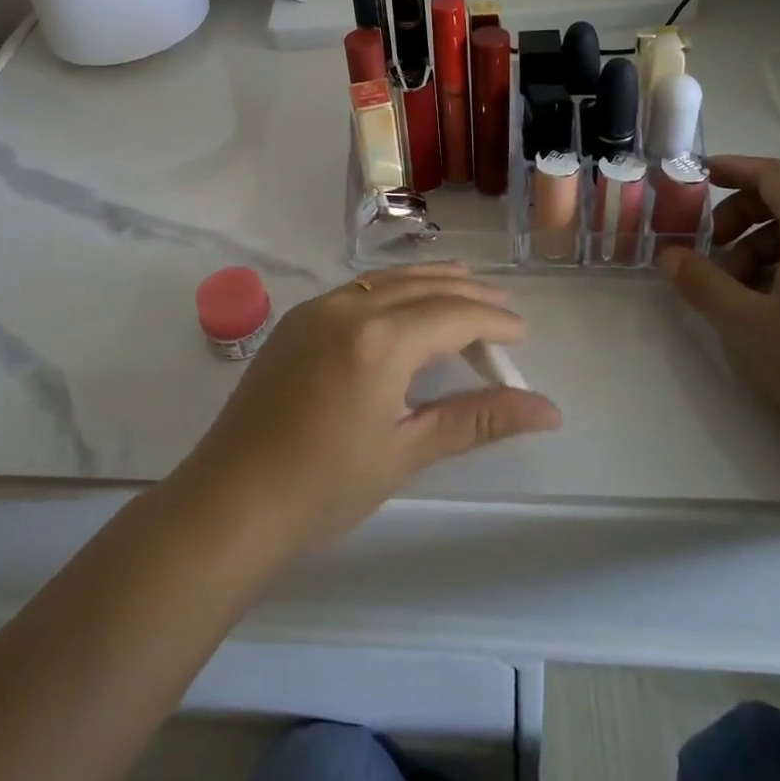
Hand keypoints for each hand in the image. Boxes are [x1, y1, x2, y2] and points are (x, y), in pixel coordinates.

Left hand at [178, 263, 560, 552]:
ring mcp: (315, 309)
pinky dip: (391, 289)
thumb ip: (476, 420)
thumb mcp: (406, 451)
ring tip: (463, 284)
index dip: (492, 320)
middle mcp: (347, 307)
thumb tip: (548, 410)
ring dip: (428, 282)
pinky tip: (402, 303)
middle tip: (503, 303)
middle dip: (466, 292)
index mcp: (378, 338)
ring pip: (386, 281)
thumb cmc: (324, 486)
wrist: (231, 500)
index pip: (451, 314)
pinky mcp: (295, 321)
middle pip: (420, 286)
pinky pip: (356, 290)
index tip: (522, 333)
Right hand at [659, 156, 779, 486]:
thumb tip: (669, 255)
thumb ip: (701, 283)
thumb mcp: (746, 326)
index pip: (774, 174)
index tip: (695, 178)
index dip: (732, 168)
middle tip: (710, 248)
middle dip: (741, 214)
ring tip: (738, 290)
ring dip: (762, 245)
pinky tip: (775, 310)